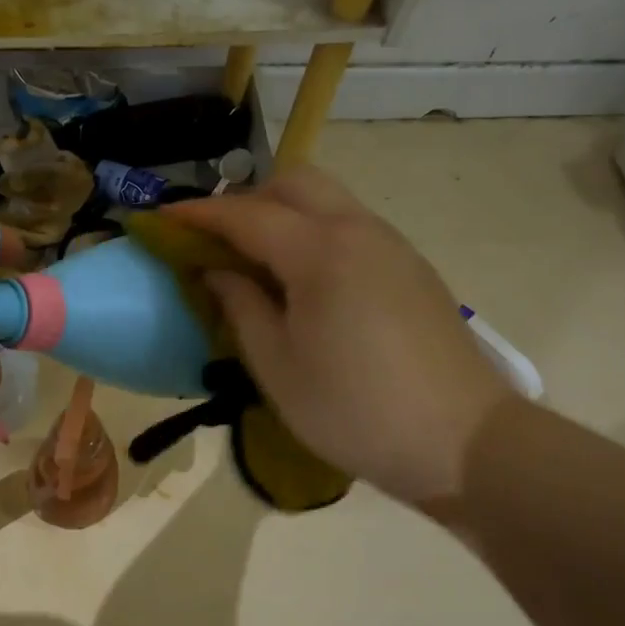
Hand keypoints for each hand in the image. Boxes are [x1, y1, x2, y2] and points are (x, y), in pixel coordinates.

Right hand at [169, 168, 511, 505]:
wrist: (464, 442)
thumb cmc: (354, 410)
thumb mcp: (277, 367)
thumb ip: (241, 307)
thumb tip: (218, 272)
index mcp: (319, 251)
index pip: (245, 214)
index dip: (198, 214)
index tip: (161, 218)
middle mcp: (358, 230)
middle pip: (294, 183)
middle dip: (246, 200)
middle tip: (216, 242)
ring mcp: (392, 245)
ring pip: (327, 200)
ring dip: (283, 214)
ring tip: (255, 263)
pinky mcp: (411, 268)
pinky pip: (351, 226)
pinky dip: (314, 233)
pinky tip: (305, 283)